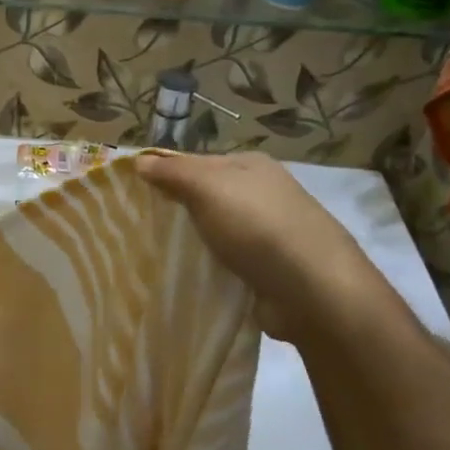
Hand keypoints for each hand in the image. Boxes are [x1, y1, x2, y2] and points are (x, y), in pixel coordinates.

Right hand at [136, 151, 386, 344]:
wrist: (312, 289)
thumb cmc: (257, 226)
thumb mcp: (207, 188)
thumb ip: (173, 173)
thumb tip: (139, 161)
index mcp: (252, 166)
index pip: (198, 163)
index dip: (168, 176)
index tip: (136, 196)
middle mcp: (265, 194)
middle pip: (209, 198)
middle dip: (181, 212)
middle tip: (143, 229)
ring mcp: (271, 234)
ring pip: (220, 232)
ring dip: (197, 243)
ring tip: (159, 258)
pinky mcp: (271, 270)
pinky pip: (231, 264)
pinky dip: (214, 269)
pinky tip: (192, 279)